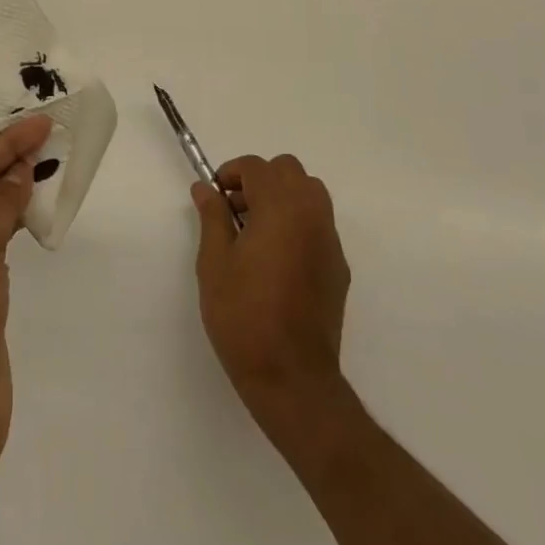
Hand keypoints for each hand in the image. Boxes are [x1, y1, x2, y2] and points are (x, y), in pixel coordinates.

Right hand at [193, 154, 351, 421]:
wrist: (292, 377)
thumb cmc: (244, 315)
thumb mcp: (215, 263)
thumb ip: (212, 217)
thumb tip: (205, 189)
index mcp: (281, 207)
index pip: (257, 167)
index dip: (231, 173)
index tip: (214, 196)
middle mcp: (312, 214)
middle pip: (289, 171)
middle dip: (259, 180)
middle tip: (235, 210)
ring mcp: (330, 240)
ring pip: (309, 193)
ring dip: (282, 197)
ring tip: (255, 231)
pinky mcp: (338, 266)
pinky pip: (318, 224)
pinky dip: (297, 222)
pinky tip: (276, 259)